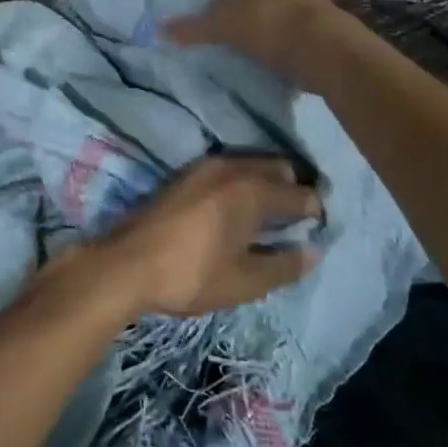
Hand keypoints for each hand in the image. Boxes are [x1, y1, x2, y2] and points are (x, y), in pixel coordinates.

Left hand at [102, 156, 320, 316]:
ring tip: (272, 214)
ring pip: (249, 165)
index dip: (315, 209)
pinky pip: (227, 169)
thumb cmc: (191, 274)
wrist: (126, 264)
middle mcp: (231, 168)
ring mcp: (203, 167)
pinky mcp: (184, 175)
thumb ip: (284, 265)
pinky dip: (242, 181)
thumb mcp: (245, 282)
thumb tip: (312, 251)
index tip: (321, 227)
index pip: (299, 192)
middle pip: (276, 168)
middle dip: (292, 188)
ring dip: (266, 182)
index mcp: (251, 190)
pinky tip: (238, 206)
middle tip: (299, 218)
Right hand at [164, 0, 342, 91]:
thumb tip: (159, 29)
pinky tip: (270, 44)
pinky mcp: (322, 22)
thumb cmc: (268, 23)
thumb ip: (193, 27)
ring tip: (248, 22)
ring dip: (268, 6)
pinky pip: (295, 21)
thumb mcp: (222, 26)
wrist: (325, 50)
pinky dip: (283, 29)